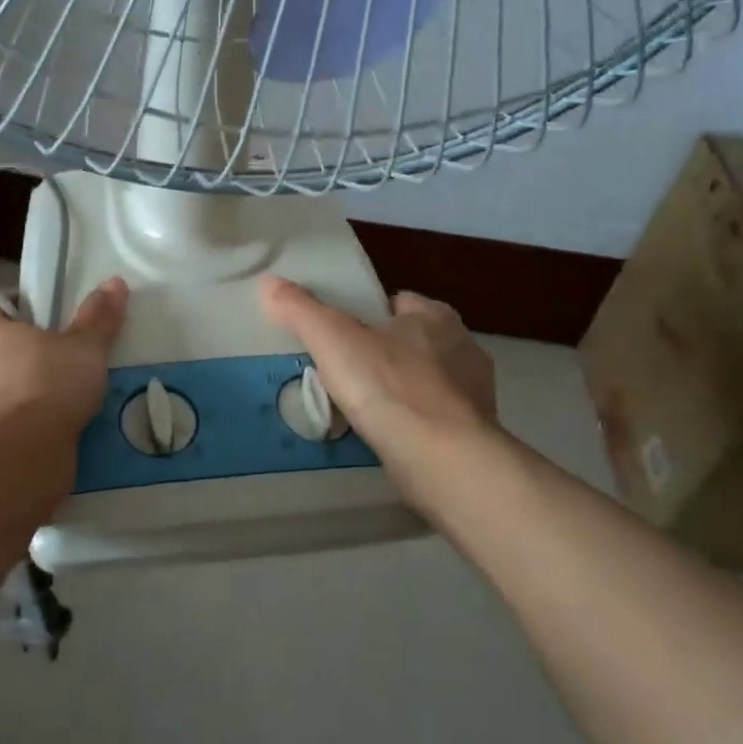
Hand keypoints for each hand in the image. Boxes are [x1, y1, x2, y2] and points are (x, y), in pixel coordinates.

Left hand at [0, 278, 128, 437]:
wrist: (16, 459)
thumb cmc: (46, 385)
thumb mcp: (84, 348)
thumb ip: (98, 318)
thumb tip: (114, 281)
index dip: (9, 301)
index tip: (40, 310)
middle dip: (24, 351)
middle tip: (63, 353)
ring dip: (24, 391)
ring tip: (66, 395)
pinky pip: (5, 426)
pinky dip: (25, 426)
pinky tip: (57, 430)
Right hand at [259, 276, 505, 510]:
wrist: (444, 460)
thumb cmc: (389, 386)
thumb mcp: (333, 339)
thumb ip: (300, 309)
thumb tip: (268, 282)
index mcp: (435, 315)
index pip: (398, 301)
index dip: (369, 313)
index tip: (340, 333)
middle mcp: (462, 346)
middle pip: (412, 340)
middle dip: (385, 351)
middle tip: (345, 371)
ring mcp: (474, 393)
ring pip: (426, 380)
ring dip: (400, 389)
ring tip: (362, 407)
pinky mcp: (474, 433)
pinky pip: (434, 417)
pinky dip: (413, 422)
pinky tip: (388, 436)